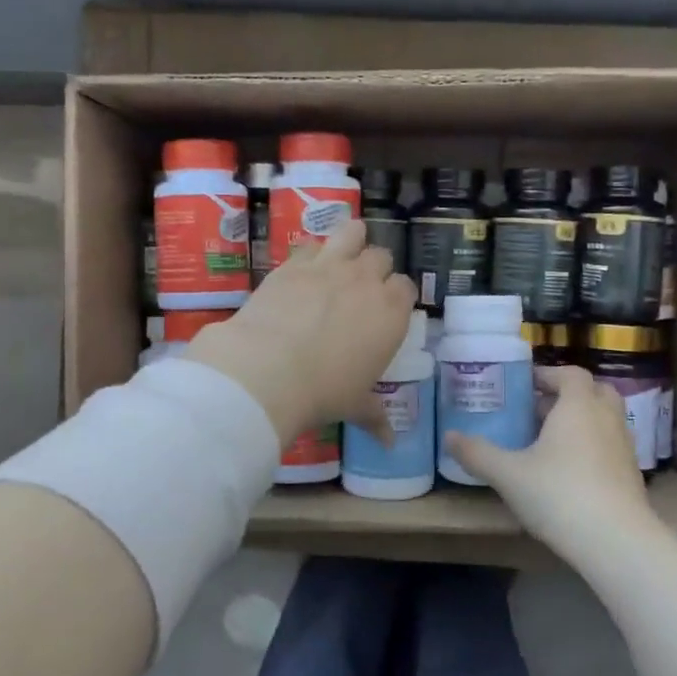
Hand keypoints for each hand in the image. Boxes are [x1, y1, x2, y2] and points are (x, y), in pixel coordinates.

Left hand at [184, 219, 416, 445]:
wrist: (269, 369)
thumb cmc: (324, 391)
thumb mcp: (354, 406)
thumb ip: (375, 416)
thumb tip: (390, 443)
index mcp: (391, 311)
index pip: (406, 287)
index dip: (397, 295)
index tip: (386, 309)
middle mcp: (366, 280)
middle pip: (380, 257)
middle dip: (374, 269)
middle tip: (359, 290)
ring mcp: (329, 266)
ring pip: (352, 232)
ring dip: (351, 240)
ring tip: (341, 254)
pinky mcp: (294, 263)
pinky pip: (311, 245)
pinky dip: (312, 253)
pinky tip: (303, 268)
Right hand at [445, 366, 664, 562]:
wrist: (616, 542)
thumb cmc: (559, 494)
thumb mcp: (508, 474)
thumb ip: (477, 453)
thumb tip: (448, 436)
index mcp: (578, 406)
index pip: (570, 374)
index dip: (548, 374)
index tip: (525, 385)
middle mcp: (606, 418)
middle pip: (594, 391)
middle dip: (568, 396)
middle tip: (539, 410)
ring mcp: (624, 447)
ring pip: (605, 420)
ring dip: (582, 421)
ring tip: (551, 441)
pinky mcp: (632, 475)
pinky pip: (611, 446)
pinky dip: (593, 447)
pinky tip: (571, 472)